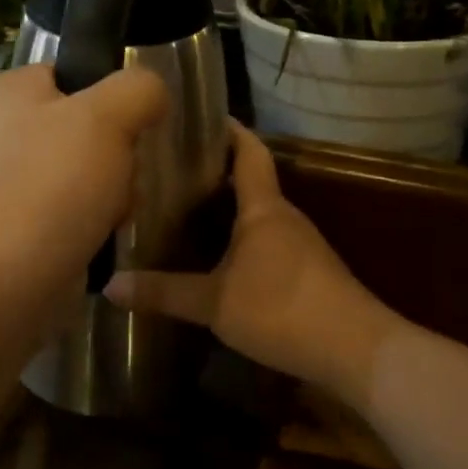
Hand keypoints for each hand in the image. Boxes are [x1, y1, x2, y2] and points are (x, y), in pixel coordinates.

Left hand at [0, 63, 168, 299]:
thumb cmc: (55, 184)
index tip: (129, 126)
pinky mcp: (18, 222)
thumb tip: (151, 94)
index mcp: (7, 92)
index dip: (110, 97)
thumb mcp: (109, 115)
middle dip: (117, 153)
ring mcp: (6, 180)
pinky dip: (93, 219)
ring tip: (112, 211)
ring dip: (113, 189)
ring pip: (86, 169)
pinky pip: (72, 206)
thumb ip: (139, 88)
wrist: (12, 277)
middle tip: (121, 175)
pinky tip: (99, 233)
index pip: (73, 74)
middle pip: (86, 126)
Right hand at [104, 122, 402, 404]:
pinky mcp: (307, 273)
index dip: (228, 131)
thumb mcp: (214, 303)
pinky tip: (216, 259)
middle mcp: (284, 218)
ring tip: (183, 212)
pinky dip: (239, 240)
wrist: (357, 351)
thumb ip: (164, 292)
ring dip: (227, 210)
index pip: (249, 152)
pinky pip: (266, 243)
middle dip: (214, 172)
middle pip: (250, 182)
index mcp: (264, 209)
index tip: (200, 117)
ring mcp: (300, 246)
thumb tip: (110, 285)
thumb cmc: (283, 310)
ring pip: (257, 215)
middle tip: (170, 171)